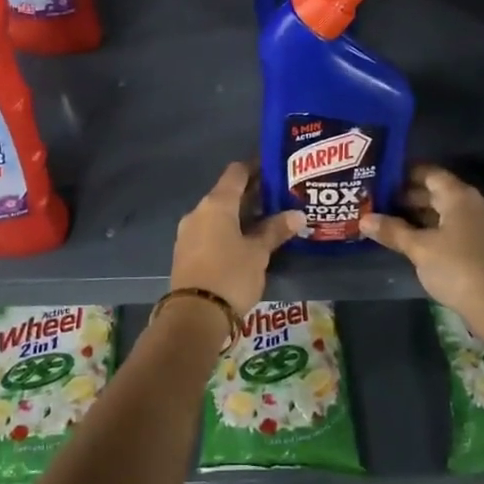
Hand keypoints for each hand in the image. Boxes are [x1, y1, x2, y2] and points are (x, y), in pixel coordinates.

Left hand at [170, 162, 302, 315]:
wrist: (193, 316)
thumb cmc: (230, 275)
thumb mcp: (258, 253)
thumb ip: (276, 230)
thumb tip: (297, 214)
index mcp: (216, 204)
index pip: (236, 172)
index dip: (255, 167)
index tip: (275, 168)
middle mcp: (198, 212)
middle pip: (227, 193)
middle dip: (252, 194)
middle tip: (279, 197)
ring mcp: (189, 233)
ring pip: (218, 214)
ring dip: (240, 214)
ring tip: (267, 221)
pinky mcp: (186, 253)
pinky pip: (210, 231)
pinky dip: (228, 230)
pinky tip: (246, 242)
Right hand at [363, 164, 483, 320]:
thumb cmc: (457, 268)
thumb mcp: (419, 248)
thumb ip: (392, 231)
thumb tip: (364, 219)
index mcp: (459, 196)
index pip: (429, 173)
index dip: (404, 174)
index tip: (380, 180)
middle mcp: (472, 204)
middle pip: (436, 192)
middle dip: (407, 196)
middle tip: (377, 202)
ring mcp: (480, 226)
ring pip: (444, 212)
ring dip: (418, 216)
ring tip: (388, 222)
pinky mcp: (482, 246)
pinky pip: (452, 228)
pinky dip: (432, 230)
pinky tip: (412, 242)